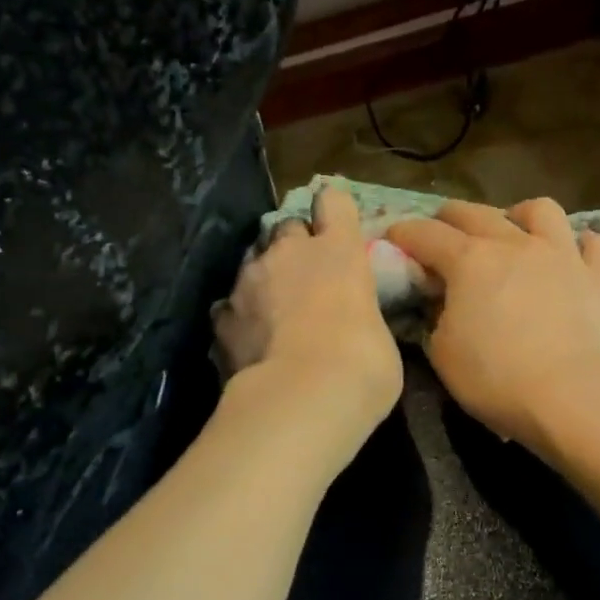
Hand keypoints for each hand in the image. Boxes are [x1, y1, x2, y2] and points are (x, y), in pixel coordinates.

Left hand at [215, 186, 402, 446]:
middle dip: (294, 247)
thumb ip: (361, 314)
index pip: (334, 201)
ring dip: (263, 278)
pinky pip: (229, 305)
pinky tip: (247, 339)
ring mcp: (248, 280)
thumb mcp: (379, 335)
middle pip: (286, 227)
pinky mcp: (221, 315)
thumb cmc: (362, 366)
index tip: (335, 227)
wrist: (301, 397)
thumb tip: (353, 322)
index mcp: (339, 250)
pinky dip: (238, 317)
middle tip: (305, 278)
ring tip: (271, 311)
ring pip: (252, 261)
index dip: (333, 212)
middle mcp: (289, 252)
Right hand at [386, 198, 599, 454]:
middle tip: (441, 231)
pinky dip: (582, 245)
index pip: (425, 234)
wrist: (574, 397)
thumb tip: (442, 304)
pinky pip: (597, 244)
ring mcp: (563, 255)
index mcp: (469, 261)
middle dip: (450, 217)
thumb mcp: (443, 354)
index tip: (392, 238)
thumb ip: (436, 319)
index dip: (403, 233)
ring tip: (514, 232)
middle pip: (475, 212)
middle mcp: (515, 244)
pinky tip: (574, 257)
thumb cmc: (497, 379)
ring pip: (541, 210)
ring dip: (519, 216)